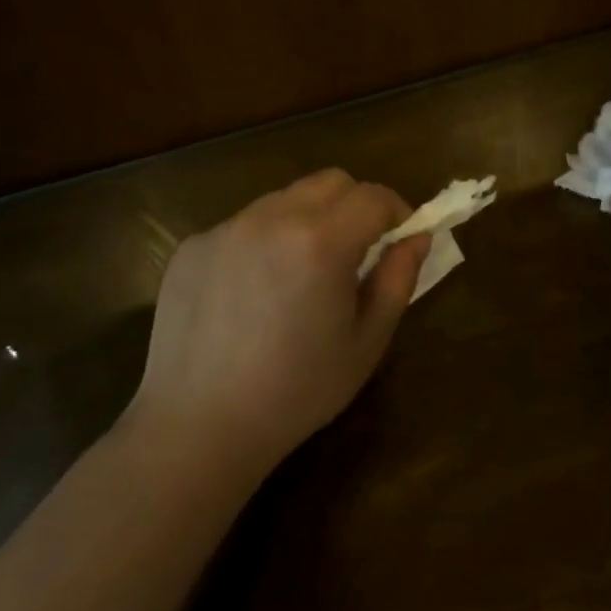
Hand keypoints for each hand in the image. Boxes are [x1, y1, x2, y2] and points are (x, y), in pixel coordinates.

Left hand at [127, 170, 430, 478]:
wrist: (198, 428)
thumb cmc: (296, 391)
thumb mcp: (366, 341)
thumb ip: (398, 279)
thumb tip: (417, 237)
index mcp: (320, 240)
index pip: (373, 196)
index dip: (397, 212)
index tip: (400, 240)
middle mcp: (271, 217)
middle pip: (330, 182)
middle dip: (355, 205)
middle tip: (357, 251)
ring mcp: (226, 228)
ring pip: (285, 199)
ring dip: (308, 220)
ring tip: (301, 274)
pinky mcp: (193, 245)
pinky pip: (243, 225)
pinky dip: (263, 241)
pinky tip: (253, 293)